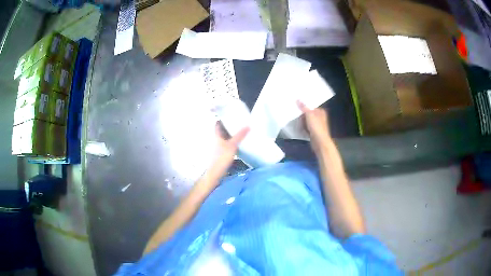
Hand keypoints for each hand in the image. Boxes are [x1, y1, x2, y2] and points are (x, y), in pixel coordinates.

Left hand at [208, 122, 249, 179]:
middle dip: (228, 126)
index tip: (230, 115)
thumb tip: (248, 125)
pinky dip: (232, 142)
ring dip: (231, 135)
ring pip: (225, 138)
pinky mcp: (221, 153)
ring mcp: (218, 147)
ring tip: (240, 131)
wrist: (216, 173)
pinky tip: (238, 143)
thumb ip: (240, 136)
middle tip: (238, 122)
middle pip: (222, 130)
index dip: (222, 119)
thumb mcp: (232, 145)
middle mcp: (216, 140)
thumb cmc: (221, 158)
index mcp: (216, 135)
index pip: (217, 124)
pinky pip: (227, 144)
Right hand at [297, 100, 330, 150]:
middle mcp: (319, 117)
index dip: (304, 104)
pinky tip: (297, 126)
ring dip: (301, 120)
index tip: (296, 103)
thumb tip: (298, 99)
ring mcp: (316, 125)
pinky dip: (302, 126)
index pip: (311, 105)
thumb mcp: (309, 114)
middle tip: (293, 110)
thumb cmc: (316, 127)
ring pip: (307, 120)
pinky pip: (306, 126)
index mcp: (320, 111)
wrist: (319, 142)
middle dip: (302, 113)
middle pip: (308, 112)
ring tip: (294, 118)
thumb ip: (303, 107)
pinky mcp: (313, 131)